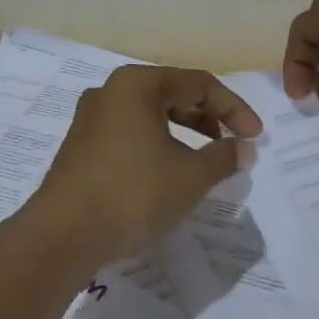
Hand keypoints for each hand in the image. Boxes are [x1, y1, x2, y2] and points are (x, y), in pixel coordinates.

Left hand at [29, 66, 261, 266]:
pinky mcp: (80, 145)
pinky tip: (168, 171)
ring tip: (204, 160)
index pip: (199, 84)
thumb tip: (244, 148)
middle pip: (172, 93)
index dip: (234, 109)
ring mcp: (90, 118)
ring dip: (183, 132)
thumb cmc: (133, 194)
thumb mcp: (191, 176)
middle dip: (209, 118)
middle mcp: (110, 91)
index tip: (255, 137)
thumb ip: (224, 157)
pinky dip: (157, 144)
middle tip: (232, 144)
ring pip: (149, 114)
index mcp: (138, 84)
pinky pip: (129, 132)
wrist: (63, 234)